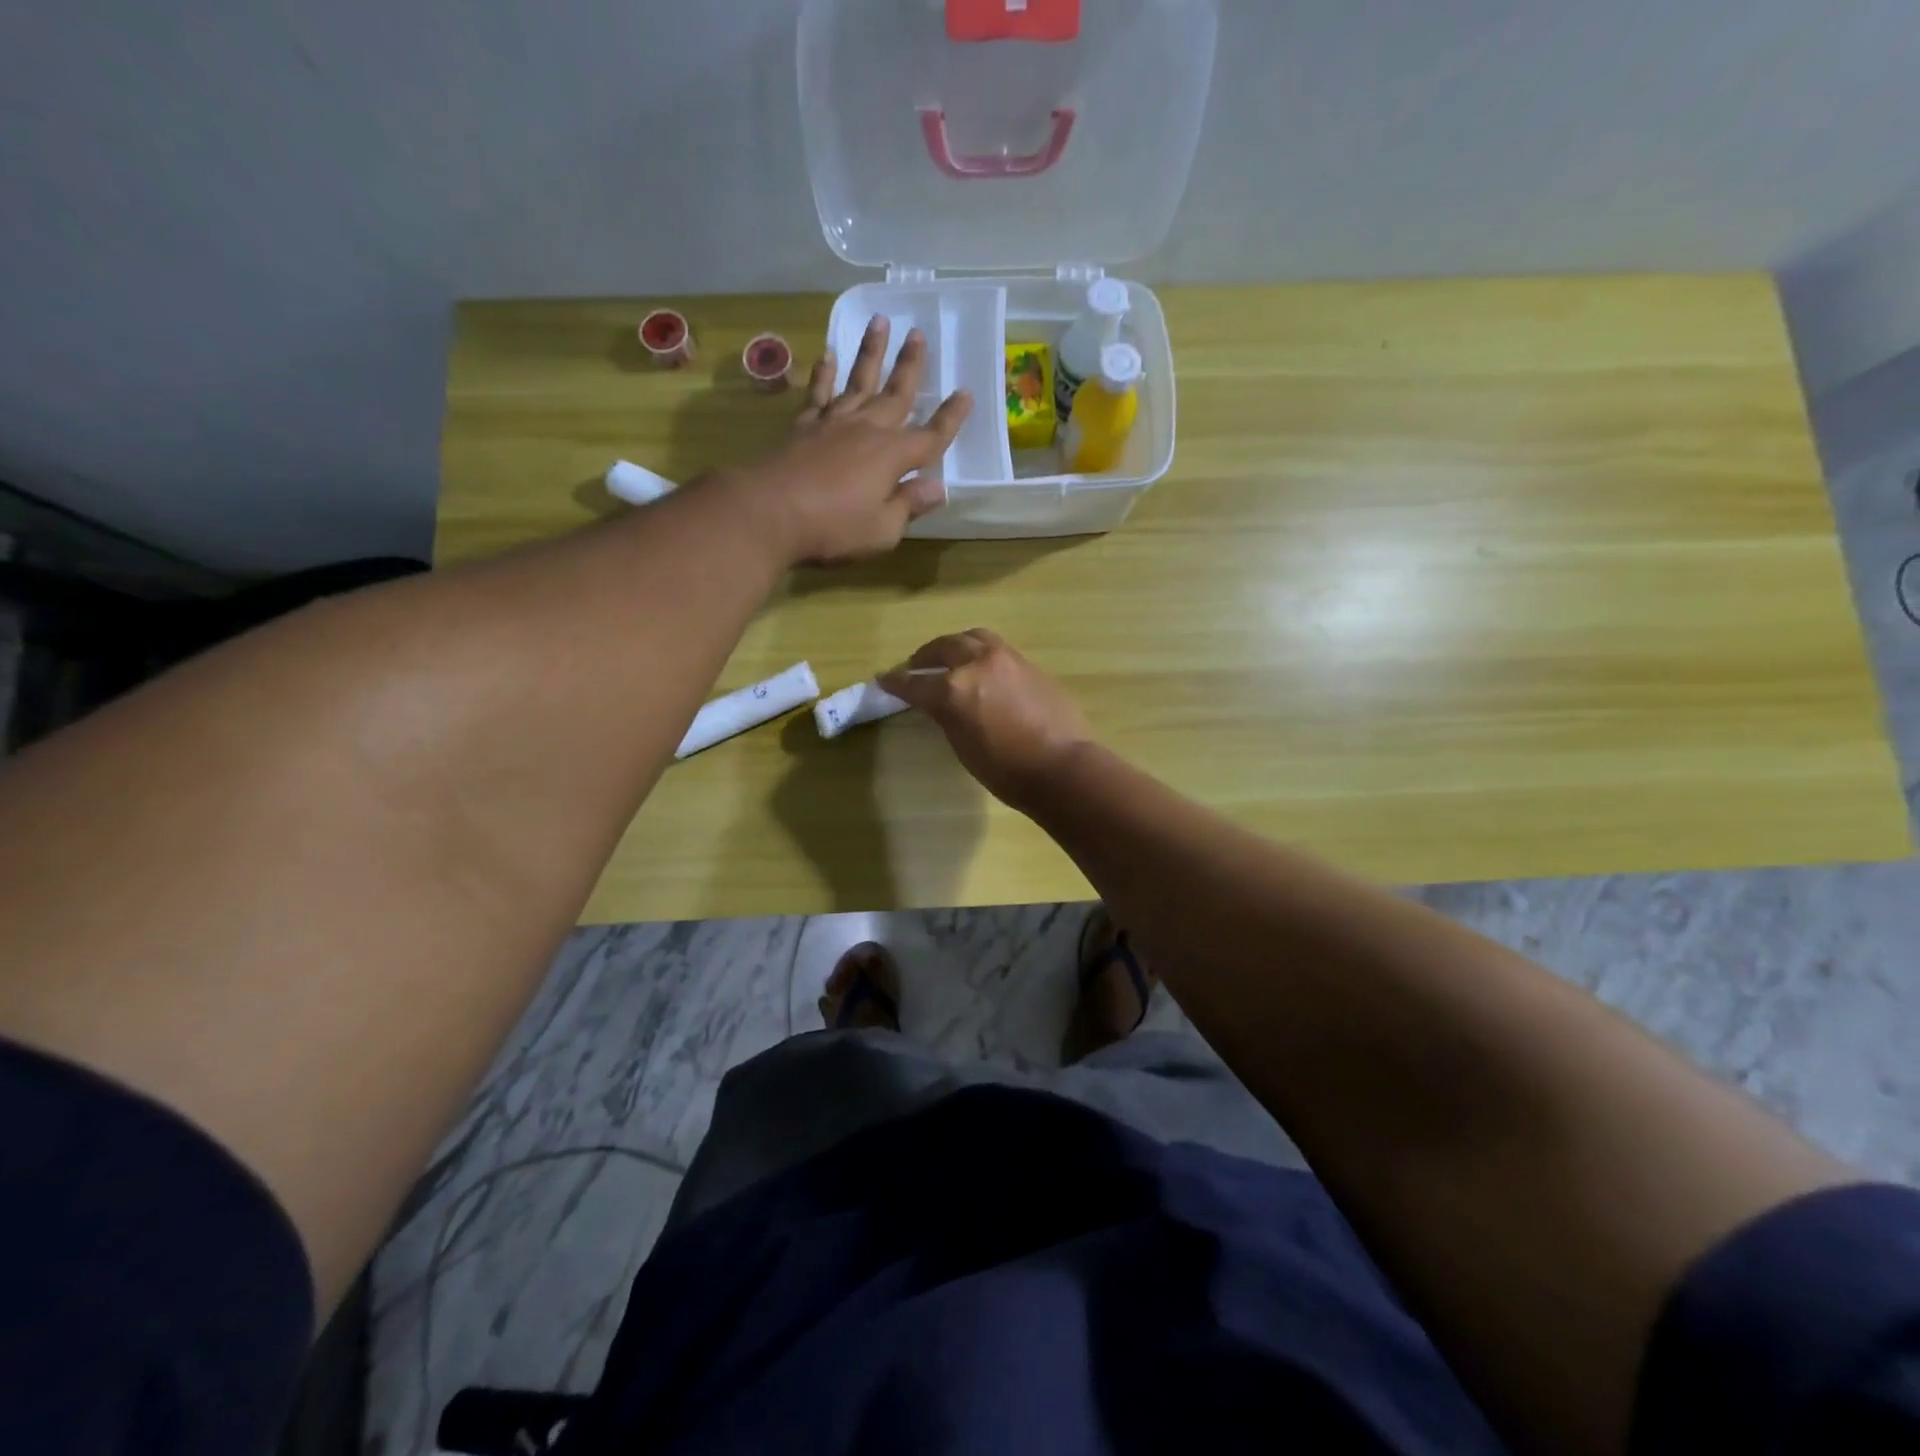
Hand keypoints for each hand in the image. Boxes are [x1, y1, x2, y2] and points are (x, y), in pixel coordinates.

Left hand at [722, 316, 970, 567]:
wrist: (769, 513)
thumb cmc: (833, 528)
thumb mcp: (882, 530)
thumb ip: (908, 506)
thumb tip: (938, 488)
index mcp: (892, 456)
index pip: (931, 436)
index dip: (950, 418)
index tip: (966, 393)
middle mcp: (867, 430)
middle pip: (895, 394)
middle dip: (910, 366)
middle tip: (919, 334)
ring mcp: (833, 424)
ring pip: (858, 381)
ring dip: (871, 352)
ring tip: (881, 322)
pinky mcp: (803, 427)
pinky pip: (819, 394)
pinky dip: (825, 374)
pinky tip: (828, 355)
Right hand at [880, 630, 1093, 810]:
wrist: (1062, 767)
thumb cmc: (1006, 770)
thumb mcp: (963, 746)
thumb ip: (946, 715)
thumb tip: (938, 702)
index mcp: (954, 689)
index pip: (915, 683)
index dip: (896, 683)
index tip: (884, 679)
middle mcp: (977, 663)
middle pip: (943, 648)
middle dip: (925, 657)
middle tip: (916, 667)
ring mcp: (1006, 659)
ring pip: (972, 638)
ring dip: (955, 645)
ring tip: (949, 658)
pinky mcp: (1029, 663)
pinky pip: (996, 648)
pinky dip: (980, 653)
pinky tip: (980, 668)